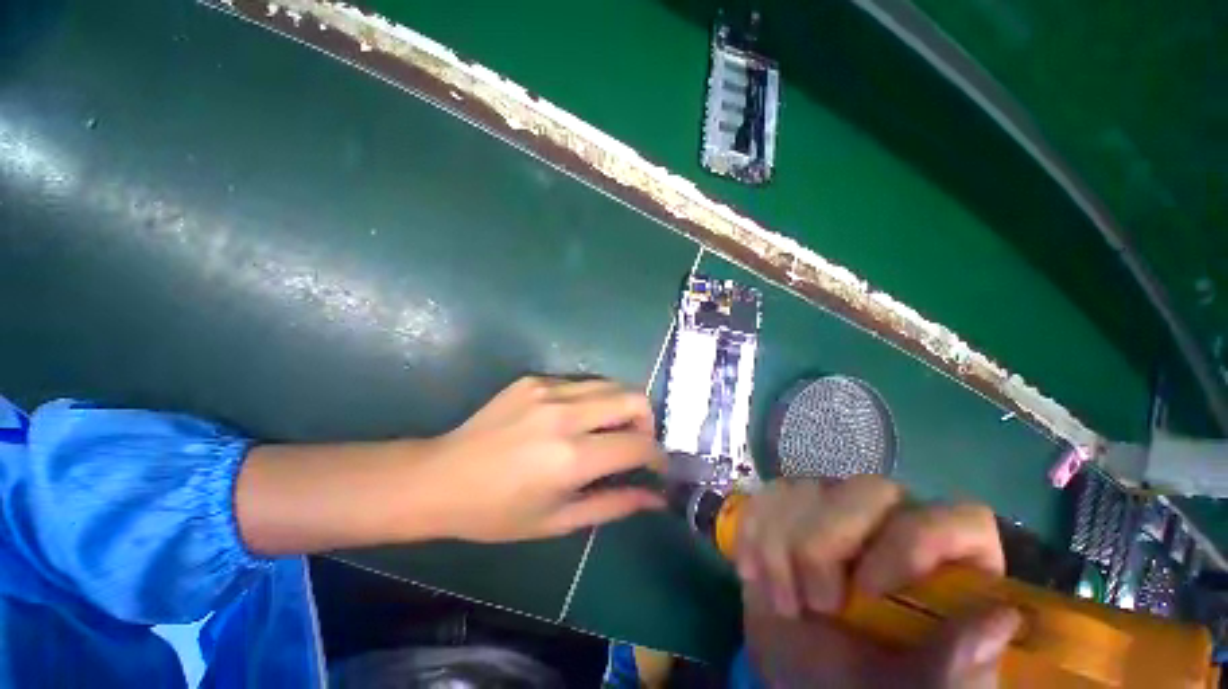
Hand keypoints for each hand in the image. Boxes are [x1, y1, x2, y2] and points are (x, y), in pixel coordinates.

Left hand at [422, 376, 665, 541]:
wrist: (440, 477)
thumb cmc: (498, 512)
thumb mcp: (559, 520)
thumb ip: (614, 505)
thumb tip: (656, 497)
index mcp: (571, 458)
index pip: (638, 445)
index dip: (657, 456)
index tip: (658, 466)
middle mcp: (565, 414)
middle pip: (633, 398)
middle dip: (648, 421)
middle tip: (637, 443)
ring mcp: (548, 389)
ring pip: (611, 384)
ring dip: (621, 407)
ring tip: (610, 430)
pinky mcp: (535, 378)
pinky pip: (581, 383)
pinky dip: (592, 400)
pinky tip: (575, 420)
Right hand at [736, 477, 1018, 688]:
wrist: (799, 673)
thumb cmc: (866, 686)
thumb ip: (957, 667)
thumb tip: (1001, 620)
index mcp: (944, 564)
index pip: (955, 519)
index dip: (914, 544)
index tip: (867, 592)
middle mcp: (891, 520)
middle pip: (867, 489)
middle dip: (824, 545)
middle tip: (815, 606)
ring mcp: (834, 505)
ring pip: (804, 488)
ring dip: (779, 549)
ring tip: (783, 604)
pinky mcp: (787, 505)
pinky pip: (764, 496)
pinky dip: (752, 536)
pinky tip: (754, 575)